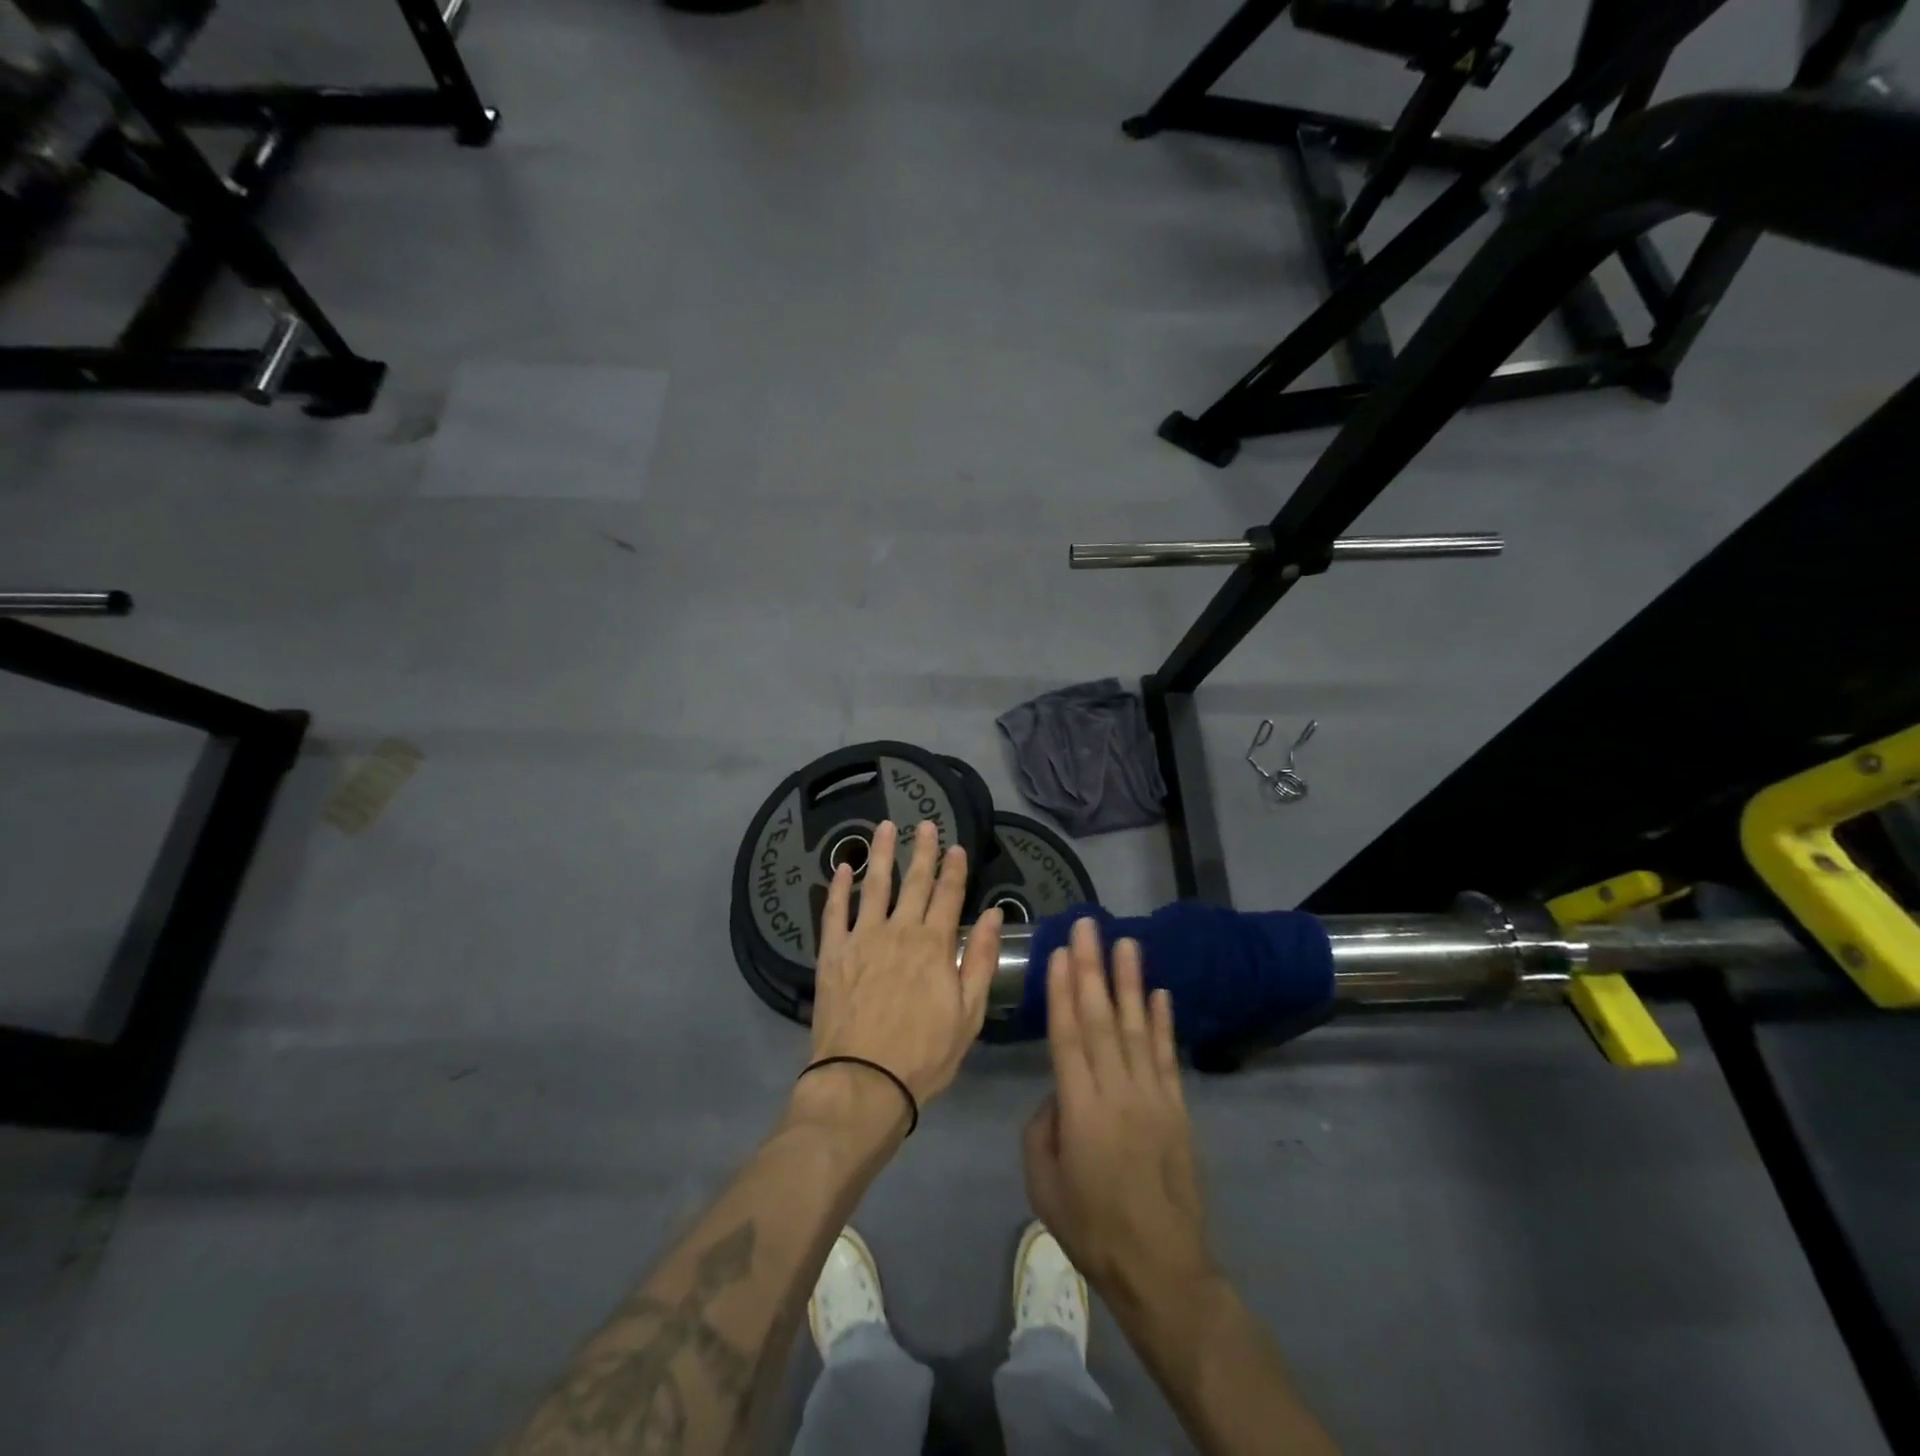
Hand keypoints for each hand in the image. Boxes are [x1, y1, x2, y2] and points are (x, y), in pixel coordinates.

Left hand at [807, 819, 1002, 1106]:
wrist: (864, 1081)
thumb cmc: (924, 1054)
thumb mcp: (968, 1014)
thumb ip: (980, 960)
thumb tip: (994, 915)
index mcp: (935, 945)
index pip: (949, 895)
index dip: (955, 869)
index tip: (958, 846)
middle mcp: (900, 931)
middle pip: (915, 882)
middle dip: (923, 851)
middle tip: (925, 824)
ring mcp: (862, 938)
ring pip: (874, 885)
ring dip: (880, 854)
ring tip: (884, 827)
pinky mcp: (832, 952)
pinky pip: (834, 911)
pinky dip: (838, 887)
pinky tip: (841, 867)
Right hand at [1023, 918, 1214, 1306]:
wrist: (1160, 1266)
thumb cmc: (1091, 1226)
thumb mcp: (1043, 1182)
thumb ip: (1042, 1127)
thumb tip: (1058, 1092)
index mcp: (1080, 1109)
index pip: (1068, 1035)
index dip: (1064, 990)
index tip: (1061, 952)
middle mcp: (1117, 1091)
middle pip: (1101, 1019)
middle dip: (1093, 968)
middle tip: (1089, 926)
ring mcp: (1152, 1096)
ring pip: (1135, 1027)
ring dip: (1130, 982)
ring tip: (1126, 942)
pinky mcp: (1176, 1107)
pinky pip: (1166, 1056)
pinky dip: (1161, 1022)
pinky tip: (1158, 993)